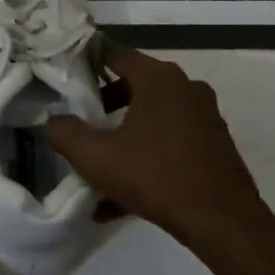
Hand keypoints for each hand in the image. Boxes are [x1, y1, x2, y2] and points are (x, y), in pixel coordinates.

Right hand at [45, 42, 268, 248]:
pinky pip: (168, 141)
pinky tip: (119, 198)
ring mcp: (203, 115)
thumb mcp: (96, 157)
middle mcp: (185, 88)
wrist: (222, 221)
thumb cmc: (155, 176)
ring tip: (97, 165)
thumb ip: (65, 133)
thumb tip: (52, 120)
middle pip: (133, 85)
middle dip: (103, 104)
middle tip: (80, 122)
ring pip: (151, 117)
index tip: (64, 72)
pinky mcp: (213, 143)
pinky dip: (144, 157)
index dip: (86, 60)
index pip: (114, 53)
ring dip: (122, 136)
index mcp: (158, 79)